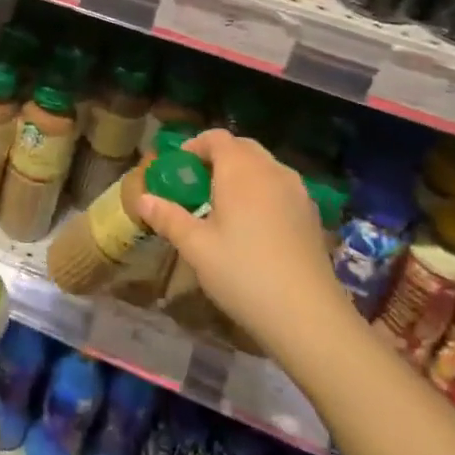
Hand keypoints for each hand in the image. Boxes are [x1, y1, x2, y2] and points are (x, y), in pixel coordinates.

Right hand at [137, 130, 346, 349]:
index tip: (178, 168)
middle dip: (218, 158)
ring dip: (242, 174)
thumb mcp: (196, 247)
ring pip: (265, 167)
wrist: (308, 316)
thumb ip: (168, 218)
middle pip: (242, 148)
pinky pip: (281, 187)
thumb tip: (142, 199)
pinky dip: (262, 192)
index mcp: (241, 170)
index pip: (217, 138)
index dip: (194, 146)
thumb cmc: (243, 273)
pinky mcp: (311, 214)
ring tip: (223, 206)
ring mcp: (298, 192)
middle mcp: (272, 171)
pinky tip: (253, 226)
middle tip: (197, 186)